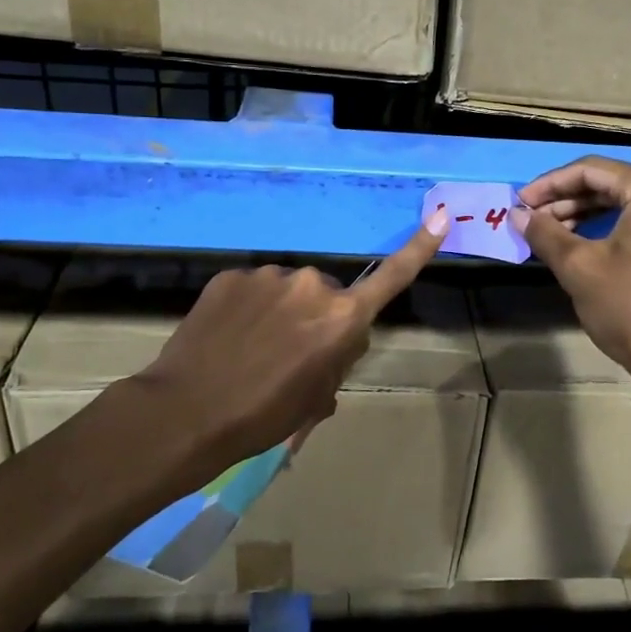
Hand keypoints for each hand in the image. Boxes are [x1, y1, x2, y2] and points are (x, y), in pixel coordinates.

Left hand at [119, 212, 449, 479]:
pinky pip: (252, 290)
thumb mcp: (316, 399)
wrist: (188, 412)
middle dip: (318, 318)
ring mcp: (267, 277)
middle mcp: (311, 285)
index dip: (420, 248)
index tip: (442, 215)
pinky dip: (248, 310)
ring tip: (252, 351)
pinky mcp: (231, 276)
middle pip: (328, 296)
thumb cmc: (264, 416)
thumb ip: (335, 361)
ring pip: (287, 292)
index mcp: (342, 318)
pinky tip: (228, 338)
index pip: (392, 278)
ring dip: (280, 313)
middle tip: (290, 358)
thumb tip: (331, 344)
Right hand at [517, 156, 630, 398]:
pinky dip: (606, 226)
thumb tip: (517, 215)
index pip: (589, 170)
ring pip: (622, 201)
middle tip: (530, 219)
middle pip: (608, 182)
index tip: (518, 203)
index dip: (548, 185)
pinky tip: (579, 241)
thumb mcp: (579, 267)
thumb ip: (545, 233)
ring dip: (583, 213)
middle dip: (564, 199)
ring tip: (548, 232)